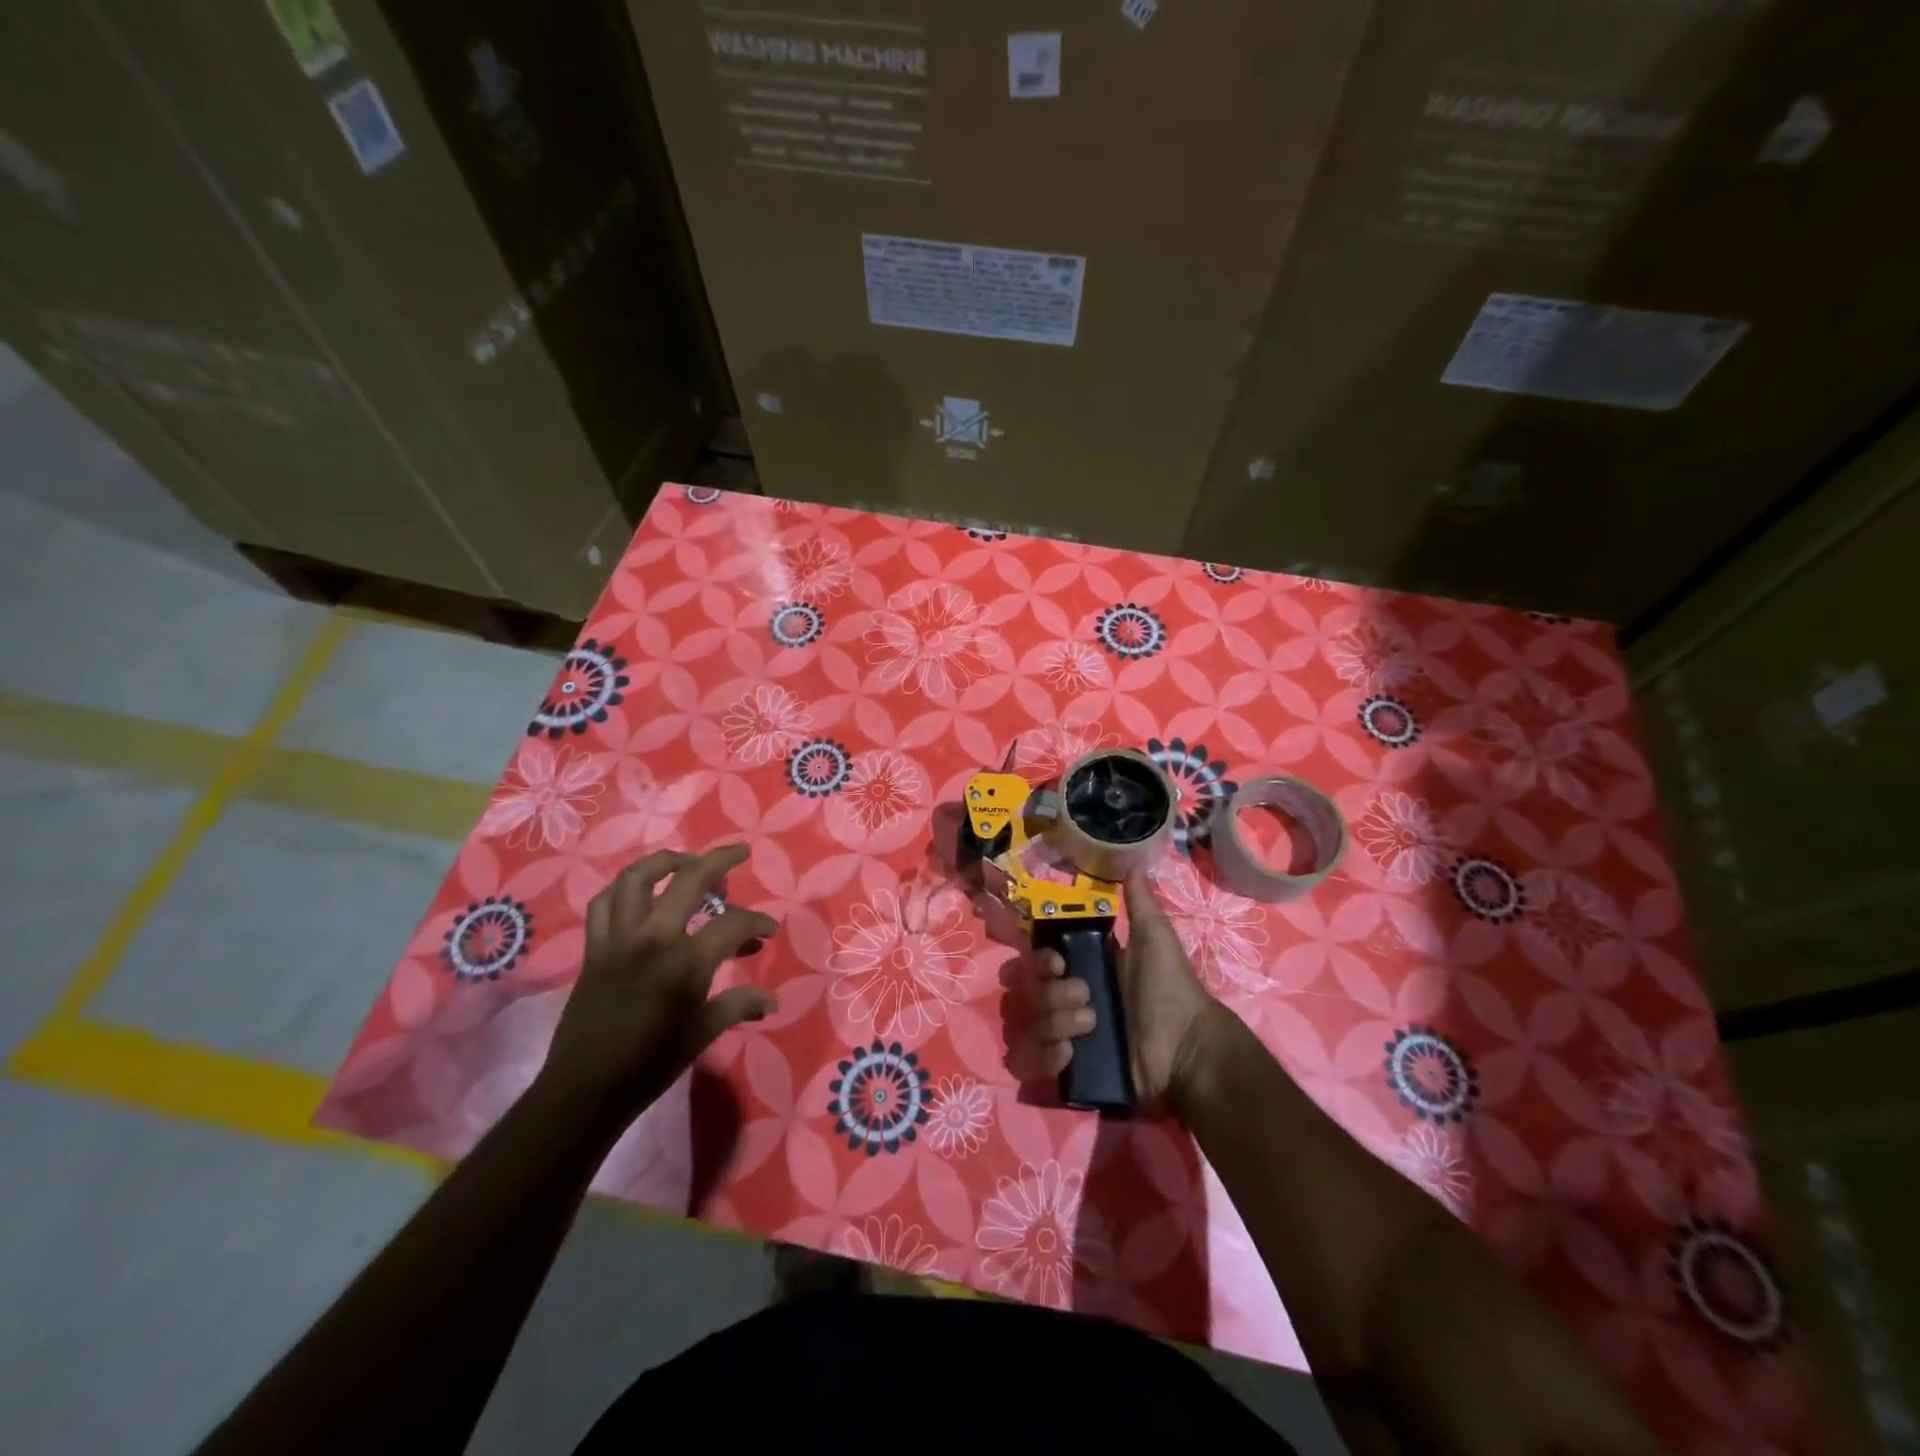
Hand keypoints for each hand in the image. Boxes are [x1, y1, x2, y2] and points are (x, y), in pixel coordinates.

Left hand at [537, 845, 778, 1130]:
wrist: (585, 1090)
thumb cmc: (651, 1064)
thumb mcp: (702, 1033)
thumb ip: (738, 1005)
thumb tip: (771, 1001)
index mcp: (686, 961)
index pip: (733, 923)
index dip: (757, 923)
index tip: (769, 931)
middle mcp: (653, 938)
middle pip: (690, 878)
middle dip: (720, 860)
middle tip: (739, 853)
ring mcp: (619, 939)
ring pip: (638, 878)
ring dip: (666, 861)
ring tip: (686, 863)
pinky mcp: (594, 948)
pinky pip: (604, 903)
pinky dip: (622, 891)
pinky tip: (640, 894)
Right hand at [1028, 869, 1230, 1110]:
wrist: (1187, 1048)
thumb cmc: (1170, 990)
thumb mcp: (1156, 940)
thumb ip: (1140, 904)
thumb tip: (1133, 862)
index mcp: (1085, 968)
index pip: (1039, 958)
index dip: (1039, 959)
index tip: (1058, 962)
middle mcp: (1070, 999)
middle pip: (1029, 990)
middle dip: (1049, 993)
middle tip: (1083, 996)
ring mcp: (1069, 1035)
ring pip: (1033, 1023)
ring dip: (1057, 1022)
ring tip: (1091, 1026)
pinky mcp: (1073, 1068)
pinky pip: (1038, 1061)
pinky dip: (1050, 1057)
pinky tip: (1072, 1054)